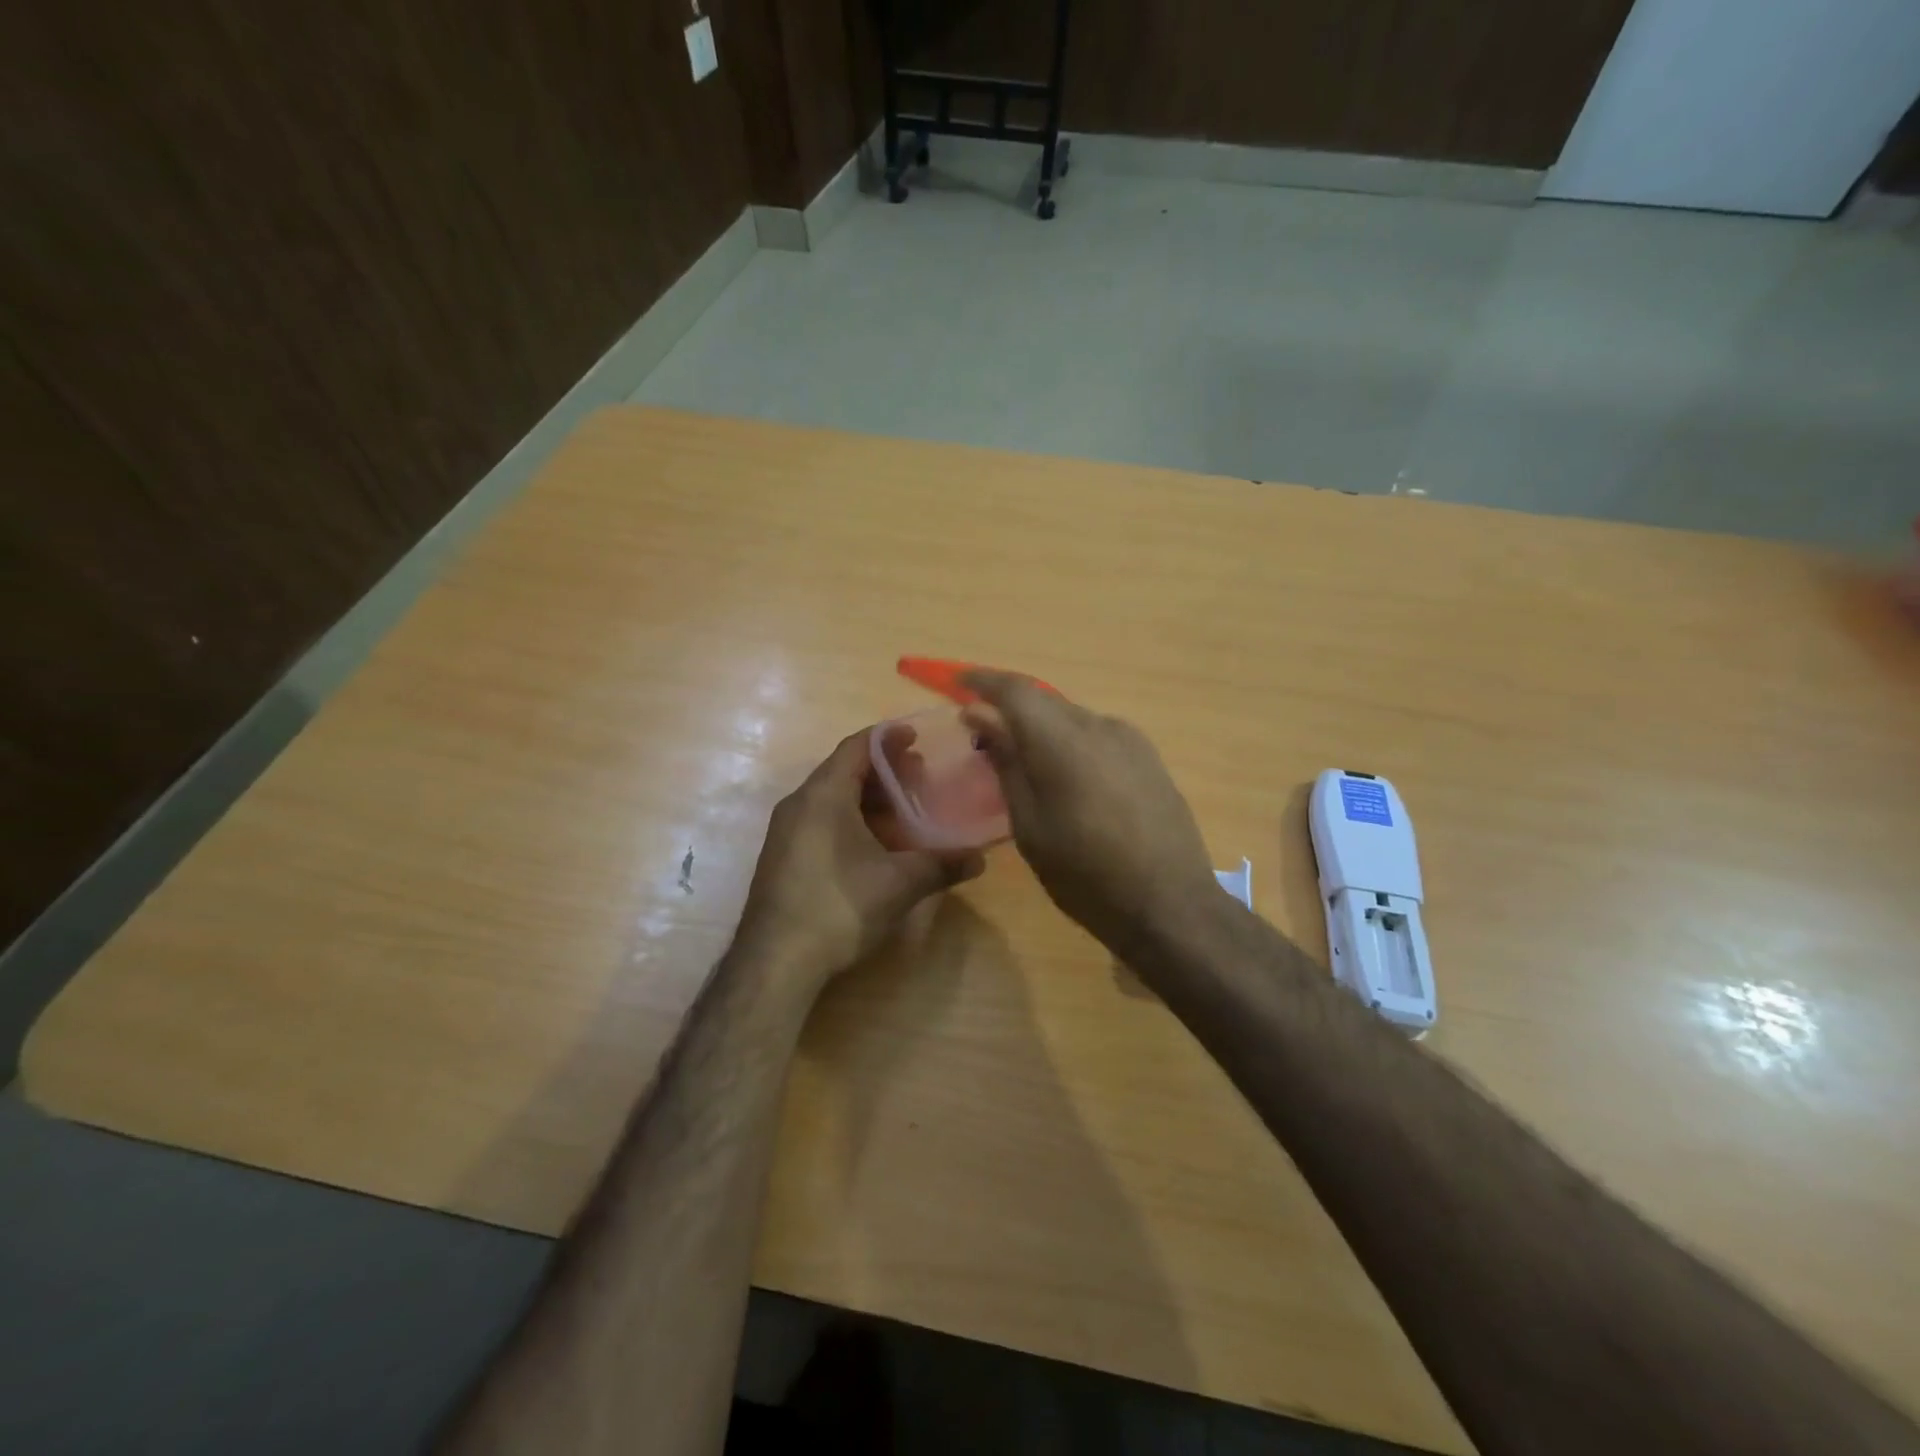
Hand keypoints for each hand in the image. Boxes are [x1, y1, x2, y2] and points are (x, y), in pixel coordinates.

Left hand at [736, 728, 984, 987]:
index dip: (888, 738)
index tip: (916, 737)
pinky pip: (821, 821)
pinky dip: (851, 819)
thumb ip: (942, 865)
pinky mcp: (783, 857)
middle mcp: (800, 804)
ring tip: (904, 811)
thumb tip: (980, 859)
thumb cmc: (840, 906)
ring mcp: (786, 832)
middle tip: (920, 776)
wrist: (775, 961)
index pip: (857, 747)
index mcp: (824, 795)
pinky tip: (875, 845)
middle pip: (844, 770)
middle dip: (884, 770)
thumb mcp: (900, 883)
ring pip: (832, 798)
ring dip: (868, 798)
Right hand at [961, 671, 1219, 953]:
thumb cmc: (1085, 874)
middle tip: (985, 737)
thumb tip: (979, 715)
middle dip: (1011, 711)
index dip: (982, 682)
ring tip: (1026, 766)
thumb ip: (1006, 762)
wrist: (1170, 905)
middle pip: (1045, 702)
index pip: (1015, 690)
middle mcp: (1099, 726)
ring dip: (1043, 731)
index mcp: (1063, 740)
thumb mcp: (1030, 825)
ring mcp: (1131, 740)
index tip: (957, 685)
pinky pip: (1098, 736)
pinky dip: (1072, 744)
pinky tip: (1068, 779)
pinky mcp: (1150, 758)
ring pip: (1073, 719)